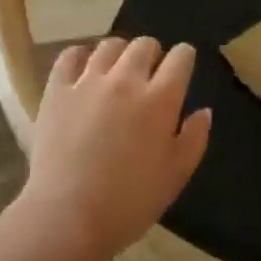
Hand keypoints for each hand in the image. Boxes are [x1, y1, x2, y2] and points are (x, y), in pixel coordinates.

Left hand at [20, 36, 211, 260]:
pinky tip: (83, 66)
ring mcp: (88, 81)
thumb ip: (195, 138)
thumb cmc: (130, 202)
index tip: (183, 65)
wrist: (68, 216)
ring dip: (120, 53)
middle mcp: (126, 79)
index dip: (185, 57)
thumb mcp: (176, 175)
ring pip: (109, 46)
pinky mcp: (57, 90)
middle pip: (144, 45)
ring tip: (117, 69)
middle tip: (150, 73)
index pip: (180, 58)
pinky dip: (80, 55)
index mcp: (160, 99)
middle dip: (153, 53)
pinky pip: (69, 56)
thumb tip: (204, 111)